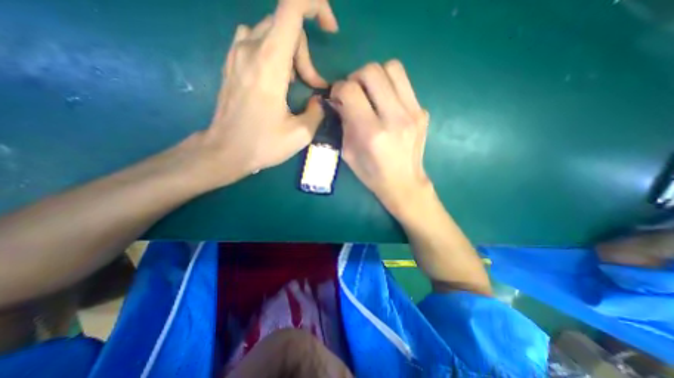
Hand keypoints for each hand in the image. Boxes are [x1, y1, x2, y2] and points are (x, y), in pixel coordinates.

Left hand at [188, 0, 339, 188]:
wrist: (225, 150)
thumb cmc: (262, 144)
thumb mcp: (300, 134)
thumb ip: (317, 112)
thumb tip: (319, 100)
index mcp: (270, 63)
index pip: (292, 7)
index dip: (316, 6)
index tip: (330, 29)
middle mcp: (250, 48)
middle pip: (287, 26)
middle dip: (306, 55)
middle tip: (312, 86)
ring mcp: (237, 53)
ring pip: (273, 33)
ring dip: (292, 56)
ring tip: (295, 85)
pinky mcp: (232, 62)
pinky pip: (257, 41)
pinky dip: (275, 55)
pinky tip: (277, 80)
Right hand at [332, 61, 430, 216]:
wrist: (404, 183)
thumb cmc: (372, 173)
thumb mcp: (349, 152)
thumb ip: (343, 122)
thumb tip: (339, 99)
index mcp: (371, 133)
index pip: (350, 91)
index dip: (339, 88)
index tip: (337, 97)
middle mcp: (394, 118)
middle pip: (372, 71)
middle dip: (356, 77)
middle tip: (353, 92)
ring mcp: (413, 112)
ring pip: (392, 68)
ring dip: (375, 76)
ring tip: (370, 92)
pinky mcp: (423, 111)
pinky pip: (404, 83)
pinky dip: (390, 86)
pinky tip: (386, 102)